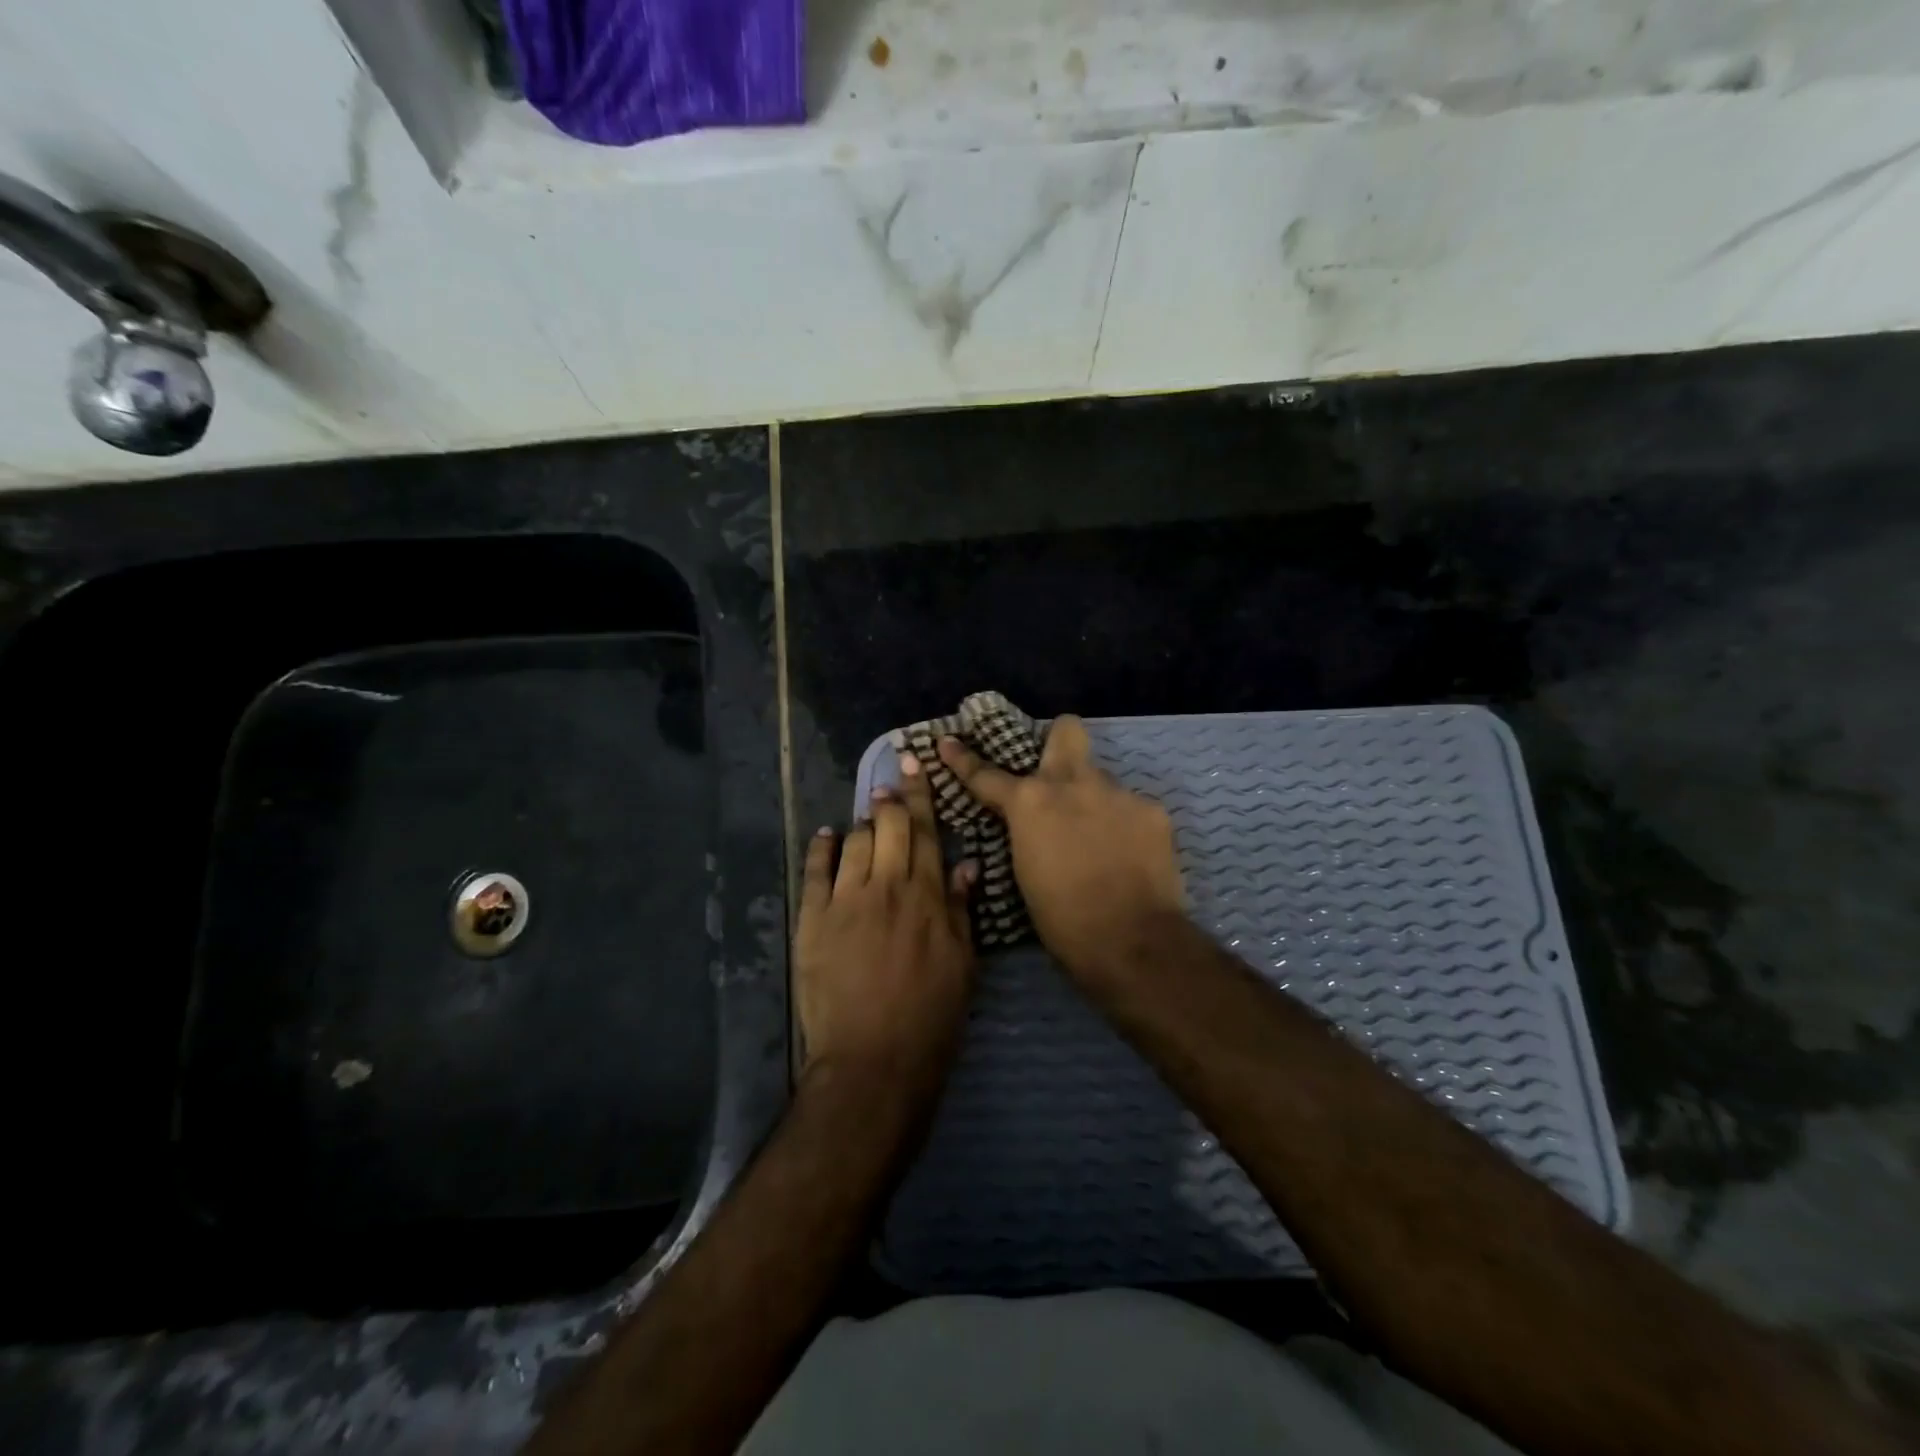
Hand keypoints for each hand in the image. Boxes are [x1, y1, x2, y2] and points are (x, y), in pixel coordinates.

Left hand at [794, 752, 977, 1098]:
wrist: (874, 1059)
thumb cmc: (931, 1016)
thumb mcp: (964, 964)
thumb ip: (963, 909)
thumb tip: (966, 864)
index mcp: (928, 895)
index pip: (926, 831)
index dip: (921, 793)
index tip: (915, 762)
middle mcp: (887, 886)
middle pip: (889, 825)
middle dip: (891, 796)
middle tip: (891, 780)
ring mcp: (846, 900)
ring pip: (854, 841)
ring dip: (861, 822)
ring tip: (866, 816)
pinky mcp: (814, 919)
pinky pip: (815, 870)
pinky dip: (821, 848)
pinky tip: (826, 836)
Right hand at [938, 714, 1183, 980]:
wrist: (1132, 941)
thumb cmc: (1063, 919)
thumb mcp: (1025, 871)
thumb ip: (1027, 833)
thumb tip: (1033, 824)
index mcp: (1030, 802)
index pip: (987, 773)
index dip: (963, 759)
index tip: (948, 742)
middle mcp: (1073, 782)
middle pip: (1066, 730)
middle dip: (1058, 740)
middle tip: (1057, 771)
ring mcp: (1118, 792)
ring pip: (1101, 781)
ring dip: (1094, 802)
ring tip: (1100, 842)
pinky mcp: (1153, 810)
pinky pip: (1131, 809)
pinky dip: (1125, 827)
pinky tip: (1128, 856)